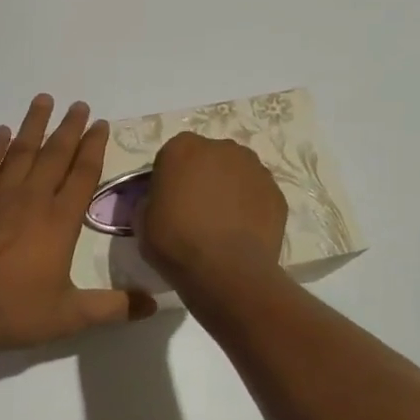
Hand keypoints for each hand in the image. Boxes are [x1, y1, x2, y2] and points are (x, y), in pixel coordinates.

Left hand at [0, 95, 147, 351]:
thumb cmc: (14, 311)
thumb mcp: (70, 316)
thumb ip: (113, 307)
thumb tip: (154, 304)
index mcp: (59, 222)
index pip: (82, 175)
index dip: (94, 148)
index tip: (101, 125)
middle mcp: (31, 199)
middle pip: (54, 155)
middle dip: (70, 128)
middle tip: (79, 105)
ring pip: (21, 152)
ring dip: (34, 125)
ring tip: (44, 100)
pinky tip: (1, 131)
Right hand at [137, 132, 287, 288]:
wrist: (226, 271)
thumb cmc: (176, 242)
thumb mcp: (142, 220)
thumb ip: (151, 200)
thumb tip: (161, 202)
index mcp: (183, 148)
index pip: (172, 156)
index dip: (169, 179)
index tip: (167, 202)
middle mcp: (221, 148)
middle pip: (208, 159)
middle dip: (202, 178)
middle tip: (195, 211)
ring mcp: (254, 168)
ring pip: (236, 174)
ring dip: (229, 189)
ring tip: (222, 224)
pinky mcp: (277, 193)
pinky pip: (256, 195)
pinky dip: (250, 207)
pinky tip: (242, 232)